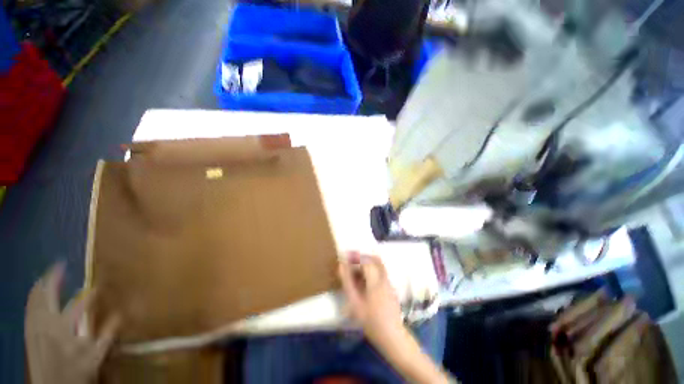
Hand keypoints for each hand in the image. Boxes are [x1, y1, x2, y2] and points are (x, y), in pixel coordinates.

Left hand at [25, 263, 119, 383]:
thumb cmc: (77, 372)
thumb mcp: (96, 358)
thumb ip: (107, 336)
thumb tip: (121, 313)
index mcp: (66, 329)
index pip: (82, 303)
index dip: (92, 293)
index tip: (99, 285)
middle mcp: (48, 323)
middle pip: (48, 295)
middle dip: (54, 278)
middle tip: (60, 265)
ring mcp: (35, 327)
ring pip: (35, 299)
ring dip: (42, 284)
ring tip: (48, 273)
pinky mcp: (28, 331)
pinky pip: (29, 308)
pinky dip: (33, 296)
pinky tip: (35, 291)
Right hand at [338, 252, 405, 349]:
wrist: (392, 336)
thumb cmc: (371, 320)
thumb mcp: (355, 303)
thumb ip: (348, 283)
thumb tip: (341, 266)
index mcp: (375, 280)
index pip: (366, 261)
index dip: (355, 256)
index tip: (345, 256)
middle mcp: (383, 277)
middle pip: (374, 260)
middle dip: (362, 257)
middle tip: (350, 260)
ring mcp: (388, 282)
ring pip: (378, 265)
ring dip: (367, 263)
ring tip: (355, 269)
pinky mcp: (390, 288)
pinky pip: (380, 272)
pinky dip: (371, 270)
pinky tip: (364, 280)